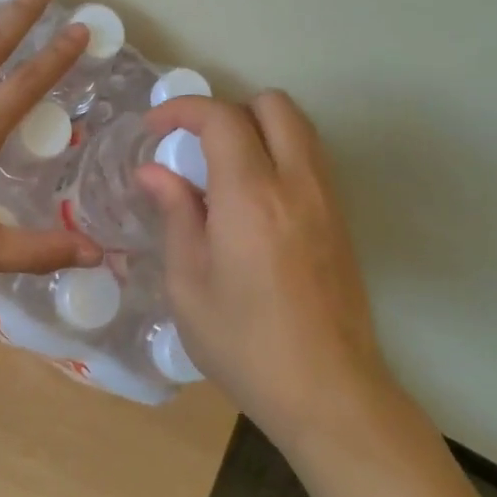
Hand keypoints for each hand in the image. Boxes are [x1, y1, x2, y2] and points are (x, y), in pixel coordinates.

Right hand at [136, 91, 401, 443]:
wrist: (329, 392)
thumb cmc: (244, 344)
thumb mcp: (188, 285)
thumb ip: (175, 215)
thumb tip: (154, 172)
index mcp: (250, 196)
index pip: (221, 118)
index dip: (182, 109)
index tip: (155, 128)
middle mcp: (297, 183)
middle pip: (273, 104)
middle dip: (228, 109)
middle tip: (196, 146)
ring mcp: (327, 199)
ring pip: (299, 127)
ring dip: (259, 128)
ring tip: (223, 171)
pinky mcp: (341, 220)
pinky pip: (312, 159)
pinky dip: (281, 154)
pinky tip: (255, 201)